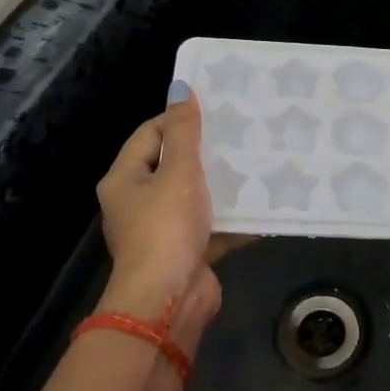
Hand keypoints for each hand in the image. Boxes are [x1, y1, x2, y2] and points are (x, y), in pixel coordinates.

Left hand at [95, 83, 243, 353]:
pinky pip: (214, 226)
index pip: (149, 134)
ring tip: (258, 161)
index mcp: (125, 180)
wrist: (169, 302)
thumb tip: (180, 88)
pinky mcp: (188, 252)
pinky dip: (234, 217)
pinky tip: (265, 203)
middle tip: (241, 132)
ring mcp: (164, 230)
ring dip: (223, 184)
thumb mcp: (177, 172)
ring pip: (197, 197)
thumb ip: (183, 132)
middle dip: (206, 151)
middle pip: (173, 165)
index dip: (178, 119)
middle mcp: (139, 203)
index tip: (214, 109)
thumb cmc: (166, 229)